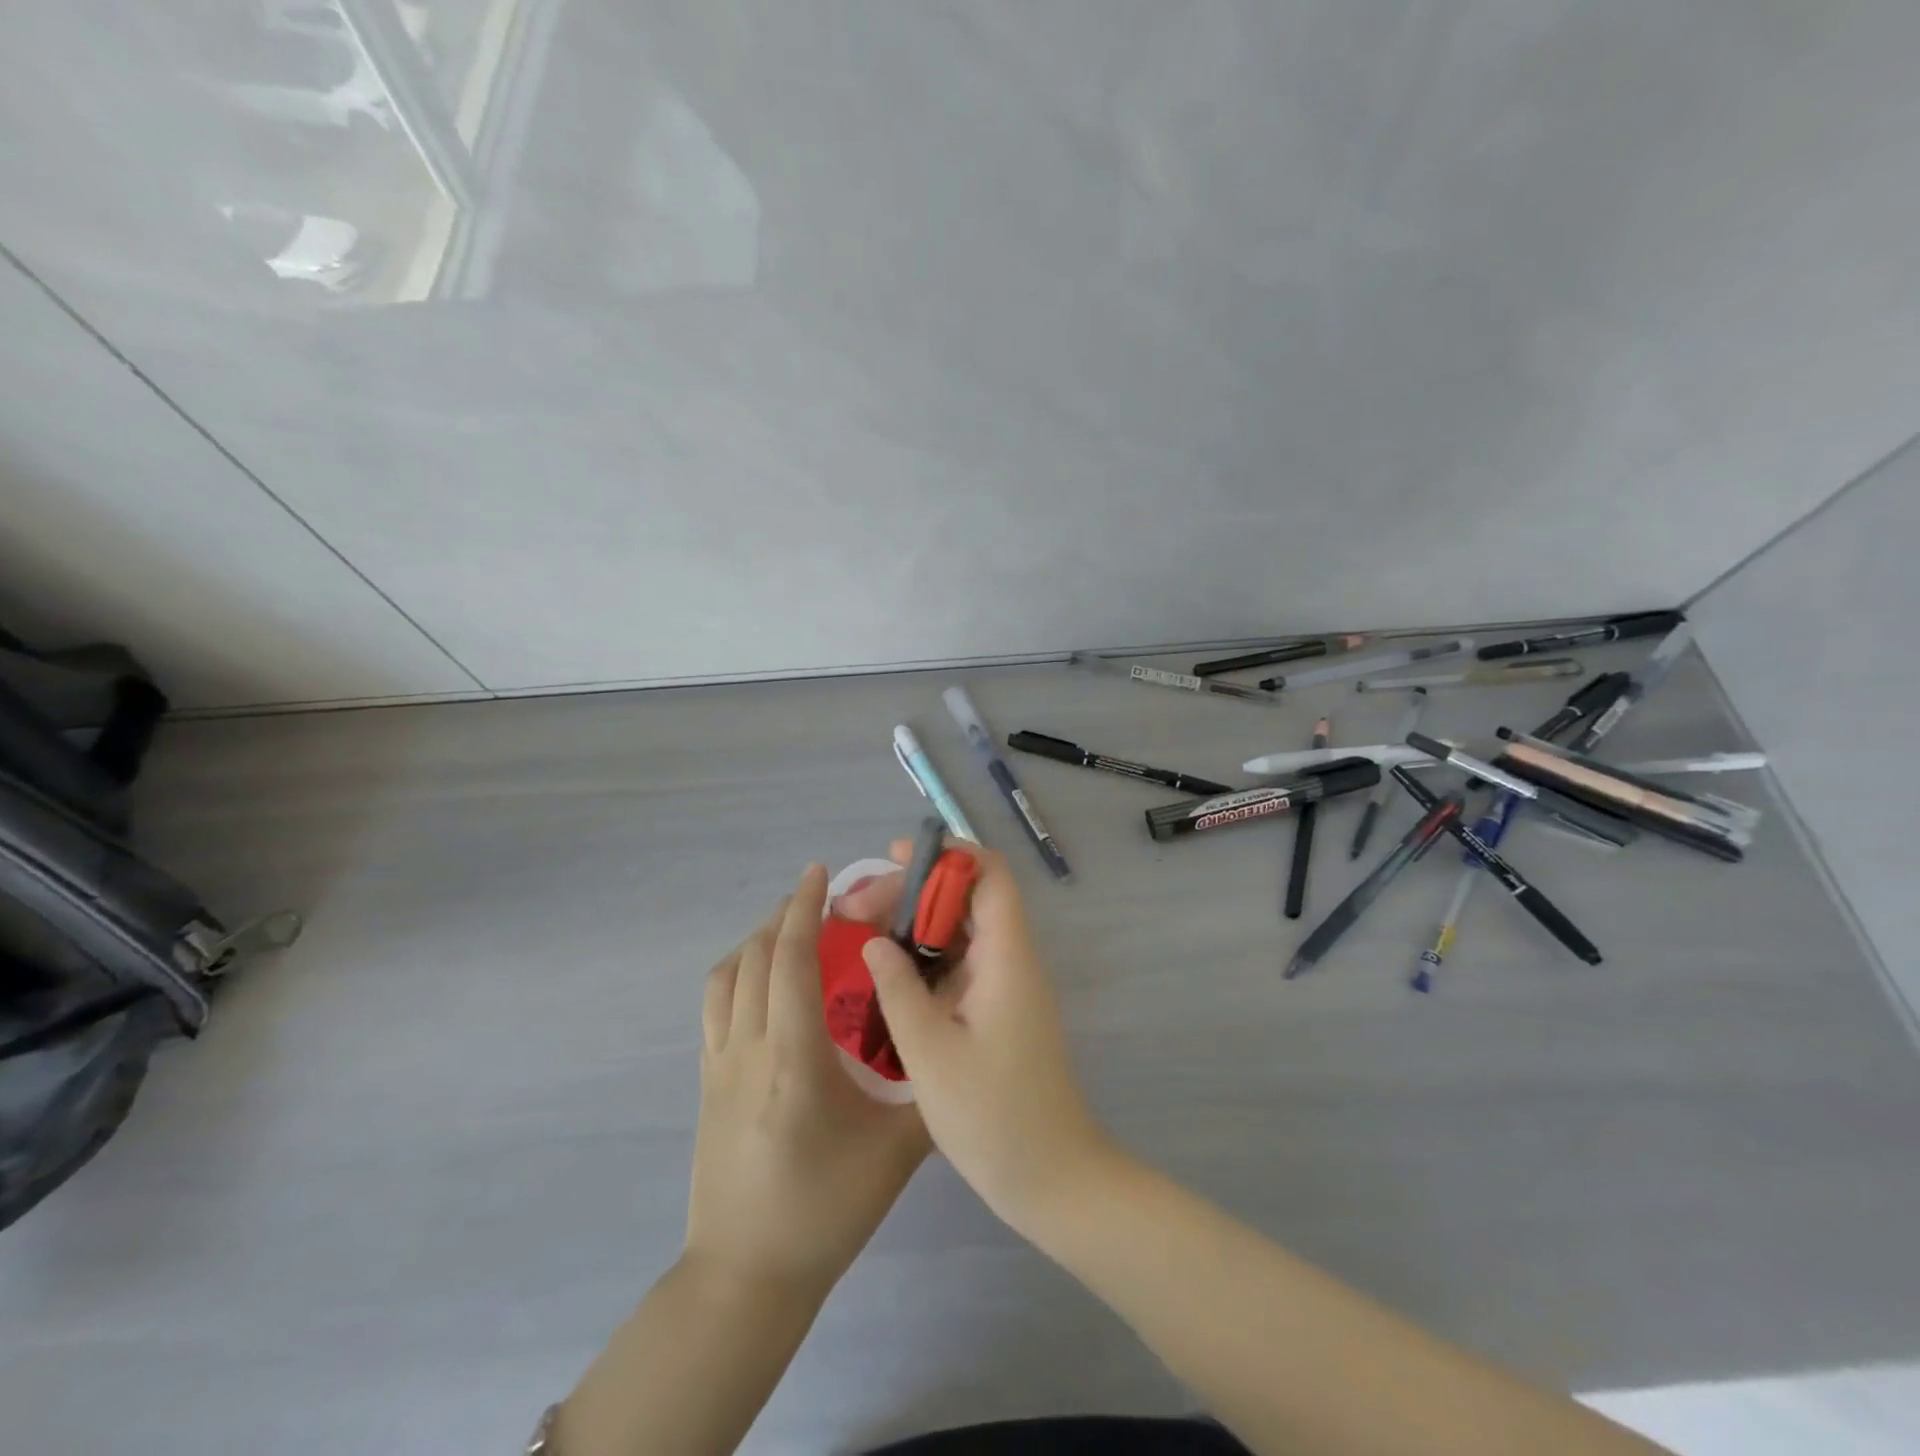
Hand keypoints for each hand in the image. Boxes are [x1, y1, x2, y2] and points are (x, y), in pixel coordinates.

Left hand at [688, 864, 929, 1294]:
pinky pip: (714, 1007)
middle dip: (783, 915)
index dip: (803, 909)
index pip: (790, 961)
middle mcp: (748, 1049)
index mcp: (793, 1059)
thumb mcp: (896, 1152)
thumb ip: (932, 1091)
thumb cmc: (825, 1210)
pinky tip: (761, 984)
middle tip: (818, 898)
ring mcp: (719, 1066)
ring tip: (789, 931)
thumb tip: (958, 1042)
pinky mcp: (706, 1084)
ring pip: (726, 978)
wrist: (747, 1276)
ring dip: (756, 941)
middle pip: (754, 958)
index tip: (820, 873)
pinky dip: (736, 974)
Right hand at [853, 843, 1113, 1233]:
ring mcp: (1005, 986)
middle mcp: (1011, 959)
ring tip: (859, 930)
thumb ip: (898, 989)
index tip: (895, 857)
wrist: (1052, 1179)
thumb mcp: (931, 1052)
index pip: (988, 874)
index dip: (946, 855)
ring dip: (913, 925)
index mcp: (1006, 957)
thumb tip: (875, 942)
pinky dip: (923, 958)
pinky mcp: (997, 1010)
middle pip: (965, 898)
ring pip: (959, 931)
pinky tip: (886, 973)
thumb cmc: (993, 1116)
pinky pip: (959, 965)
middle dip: (911, 892)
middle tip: (854, 908)